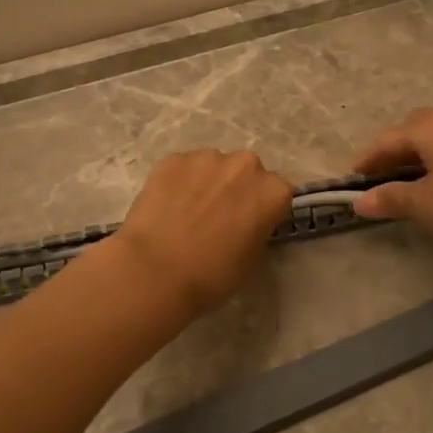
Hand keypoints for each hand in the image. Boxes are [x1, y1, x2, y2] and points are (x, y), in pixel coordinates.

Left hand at [111, 150, 294, 316]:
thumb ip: (257, 230)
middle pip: (246, 173)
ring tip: (187, 213)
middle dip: (236, 189)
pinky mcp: (173, 159)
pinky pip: (183, 169)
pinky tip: (166, 208)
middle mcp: (246, 165)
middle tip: (218, 217)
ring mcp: (207, 158)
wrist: (156, 271)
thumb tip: (245, 223)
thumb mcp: (252, 259)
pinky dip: (178, 183)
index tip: (249, 226)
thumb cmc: (212, 275)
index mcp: (273, 191)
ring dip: (207, 183)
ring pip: (213, 167)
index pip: (277, 194)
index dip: (262, 210)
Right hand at [351, 109, 432, 258]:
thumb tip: (359, 201)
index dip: (366, 160)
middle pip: (412, 132)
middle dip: (392, 153)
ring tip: (407, 182)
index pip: (386, 139)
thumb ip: (390, 198)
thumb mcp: (425, 204)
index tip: (351, 179)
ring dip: (417, 157)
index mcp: (430, 126)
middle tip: (378, 179)